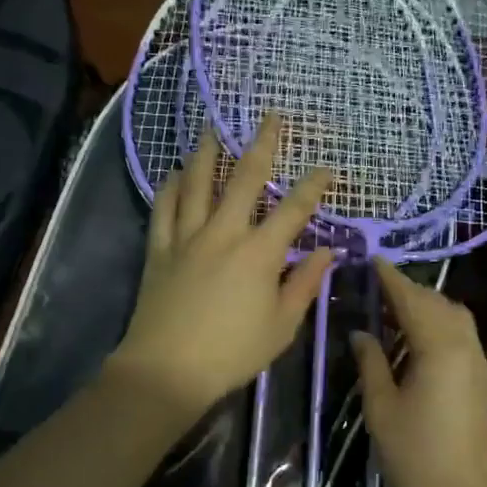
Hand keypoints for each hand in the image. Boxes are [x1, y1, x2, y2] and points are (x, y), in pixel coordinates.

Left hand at [109, 116, 333, 419]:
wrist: (166, 370)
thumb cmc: (232, 353)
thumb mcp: (282, 326)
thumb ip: (304, 284)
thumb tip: (326, 252)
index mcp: (260, 253)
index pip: (294, 209)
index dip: (314, 185)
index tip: (327, 168)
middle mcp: (224, 232)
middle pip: (246, 178)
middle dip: (263, 144)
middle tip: (272, 116)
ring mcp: (187, 237)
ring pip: (199, 182)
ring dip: (210, 151)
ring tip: (214, 127)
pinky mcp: (159, 249)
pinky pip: (163, 208)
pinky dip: (171, 185)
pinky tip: (175, 171)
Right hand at [351, 257, 486, 486]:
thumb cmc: (415, 457)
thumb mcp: (381, 408)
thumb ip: (371, 362)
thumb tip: (361, 332)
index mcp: (439, 347)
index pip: (411, 299)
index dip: (390, 278)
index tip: (370, 259)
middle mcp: (465, 346)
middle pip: (437, 303)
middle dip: (408, 290)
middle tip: (375, 286)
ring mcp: (478, 363)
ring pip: (453, 317)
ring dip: (425, 306)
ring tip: (392, 309)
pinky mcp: (481, 381)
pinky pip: (460, 336)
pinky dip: (437, 325)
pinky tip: (415, 339)